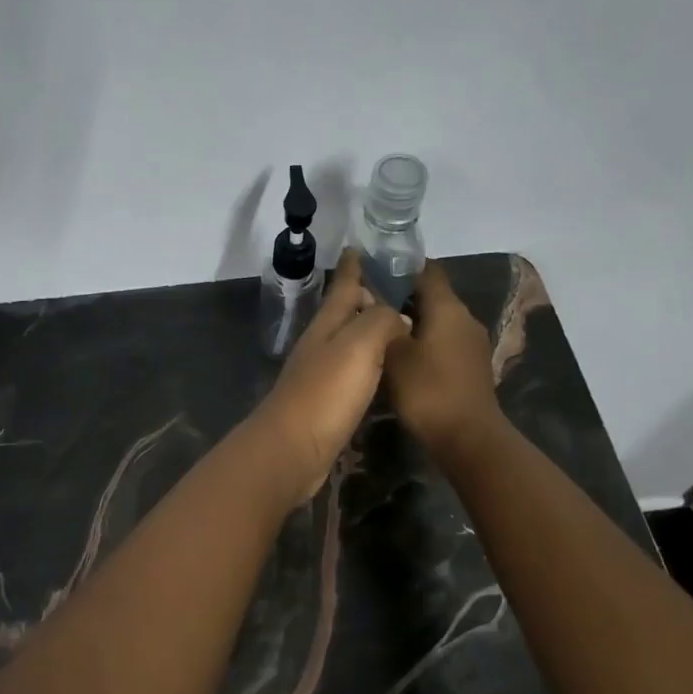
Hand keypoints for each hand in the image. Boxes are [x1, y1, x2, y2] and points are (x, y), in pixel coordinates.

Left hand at [251, 251, 411, 501]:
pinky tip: (383, 369)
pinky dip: (369, 361)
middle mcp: (322, 343)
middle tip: (395, 286)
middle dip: (365, 296)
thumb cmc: (327, 392)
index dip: (354, 266)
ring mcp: (321, 373)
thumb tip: (399, 317)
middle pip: (345, 312)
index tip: (360, 246)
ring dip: (368, 329)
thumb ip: (381, 321)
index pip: (343, 286)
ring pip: (349, 341)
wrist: (293, 448)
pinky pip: (353, 371)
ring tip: (396, 323)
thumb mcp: (359, 345)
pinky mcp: (327, 401)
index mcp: (328, 324)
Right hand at [382, 261, 504, 460]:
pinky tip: (401, 357)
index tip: (373, 272)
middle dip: (402, 297)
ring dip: (412, 322)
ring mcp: (472, 343)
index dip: (401, 268)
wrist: (468, 438)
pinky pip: (444, 342)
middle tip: (368, 305)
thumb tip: (374, 301)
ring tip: (380, 331)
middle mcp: (465, 319)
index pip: (427, 271)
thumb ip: (383, 324)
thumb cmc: (428, 391)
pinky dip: (424, 342)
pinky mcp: (471, 365)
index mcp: (448, 308)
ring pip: (437, 321)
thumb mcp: (394, 354)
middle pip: (432, 296)